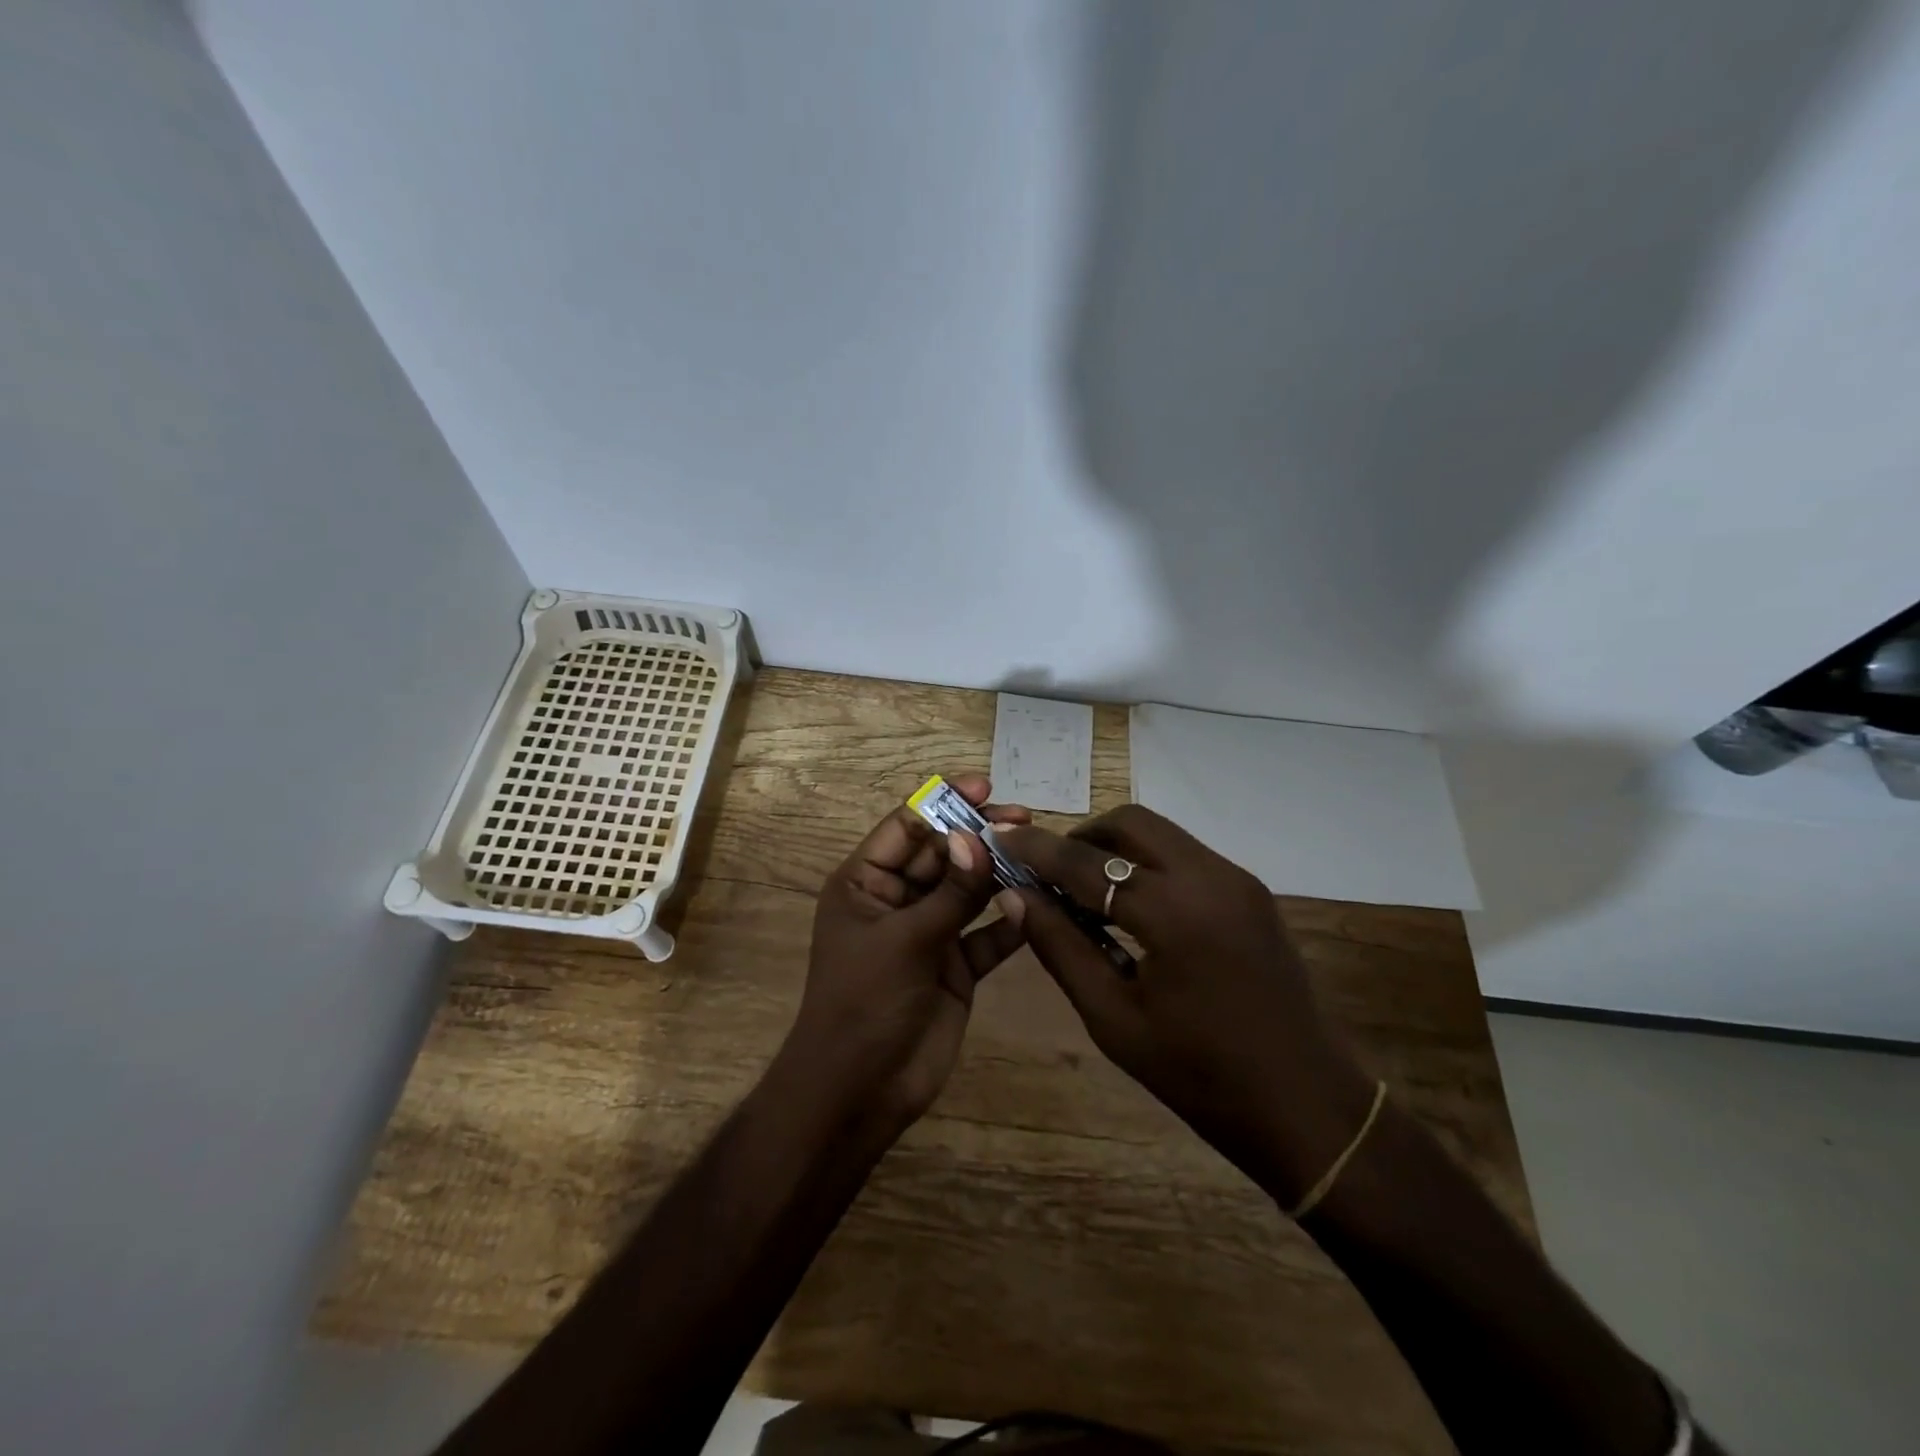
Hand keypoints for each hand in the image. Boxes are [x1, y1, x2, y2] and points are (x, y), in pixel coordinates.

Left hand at [784, 775, 1029, 1140]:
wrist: (861, 1091)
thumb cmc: (865, 1002)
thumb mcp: (905, 940)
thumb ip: (949, 891)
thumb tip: (976, 837)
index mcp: (866, 883)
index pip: (906, 827)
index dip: (942, 802)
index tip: (985, 787)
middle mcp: (897, 900)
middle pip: (942, 854)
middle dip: (978, 835)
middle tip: (1024, 818)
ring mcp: (929, 933)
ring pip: (968, 891)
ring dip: (998, 874)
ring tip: (1038, 853)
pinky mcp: (956, 967)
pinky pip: (986, 935)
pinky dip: (1007, 922)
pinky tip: (1033, 908)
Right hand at [995, 806, 1374, 1203]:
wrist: (1306, 1107)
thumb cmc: (1200, 1077)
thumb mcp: (1114, 1019)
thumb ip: (1061, 948)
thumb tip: (1016, 897)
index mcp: (1175, 913)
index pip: (1087, 863)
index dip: (1037, 850)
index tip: (1000, 839)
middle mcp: (1210, 877)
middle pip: (1131, 823)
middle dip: (1082, 837)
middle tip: (1050, 873)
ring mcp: (1238, 880)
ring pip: (1161, 835)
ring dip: (1116, 849)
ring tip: (1085, 892)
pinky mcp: (1251, 892)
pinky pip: (1186, 856)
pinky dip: (1148, 865)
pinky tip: (1132, 908)